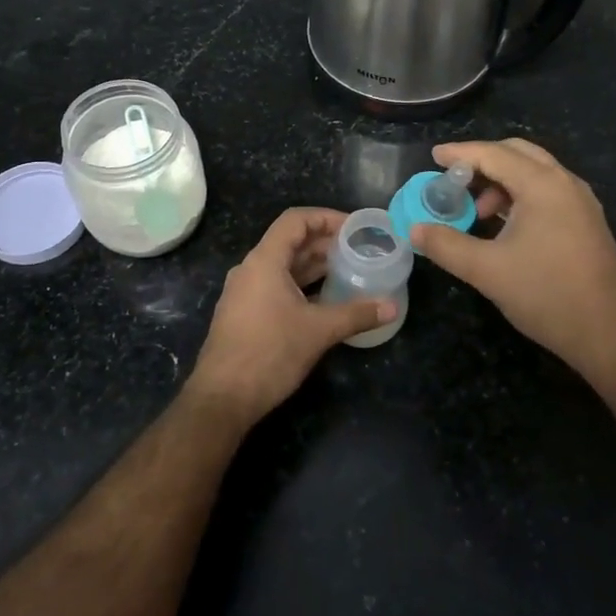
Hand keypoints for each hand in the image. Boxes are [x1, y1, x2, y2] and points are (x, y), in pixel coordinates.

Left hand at [185, 208, 395, 424]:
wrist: (222, 398)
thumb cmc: (269, 353)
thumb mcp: (318, 331)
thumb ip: (356, 314)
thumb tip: (392, 307)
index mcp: (264, 261)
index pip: (295, 220)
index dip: (326, 217)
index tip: (355, 228)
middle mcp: (251, 269)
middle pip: (290, 242)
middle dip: (325, 242)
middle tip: (359, 250)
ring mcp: (245, 292)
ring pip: (284, 266)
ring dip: (315, 265)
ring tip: (349, 271)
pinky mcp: (245, 314)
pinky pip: (276, 286)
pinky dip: (302, 285)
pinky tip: (326, 299)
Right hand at [410, 140, 615, 373]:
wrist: (608, 333)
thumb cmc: (546, 294)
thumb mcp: (486, 270)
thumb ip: (446, 245)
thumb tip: (414, 230)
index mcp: (543, 185)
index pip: (494, 154)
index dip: (460, 153)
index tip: (433, 157)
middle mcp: (565, 183)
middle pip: (518, 153)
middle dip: (483, 162)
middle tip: (454, 181)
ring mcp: (581, 202)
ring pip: (535, 173)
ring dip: (502, 182)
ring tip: (477, 213)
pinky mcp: (587, 222)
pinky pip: (548, 192)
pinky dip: (521, 196)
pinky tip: (505, 227)